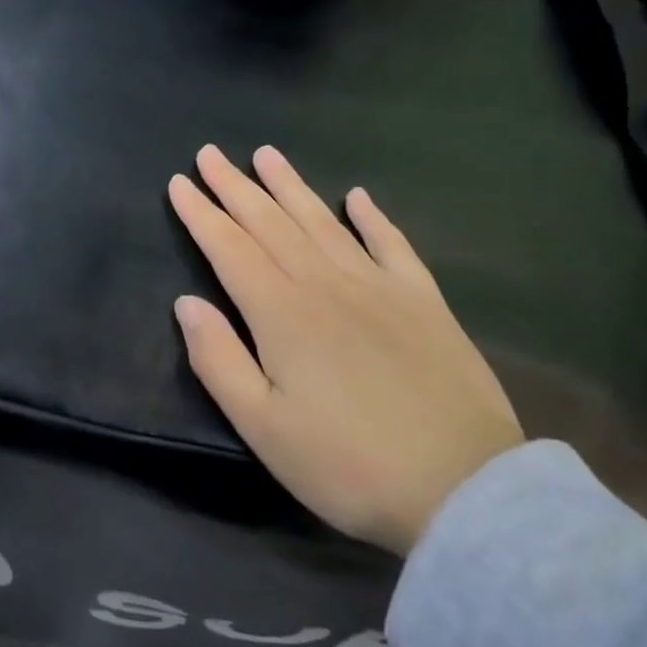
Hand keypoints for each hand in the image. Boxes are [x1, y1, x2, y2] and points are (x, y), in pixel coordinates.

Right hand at [168, 145, 522, 556]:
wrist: (468, 493)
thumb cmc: (350, 465)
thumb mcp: (263, 428)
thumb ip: (218, 361)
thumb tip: (186, 302)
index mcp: (281, 313)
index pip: (229, 247)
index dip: (201, 213)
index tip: (178, 182)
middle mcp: (324, 284)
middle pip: (269, 222)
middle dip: (234, 186)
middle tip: (209, 153)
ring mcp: (378, 287)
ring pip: (322, 221)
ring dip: (290, 185)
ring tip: (266, 154)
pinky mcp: (424, 302)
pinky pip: (392, 245)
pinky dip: (373, 217)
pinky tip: (357, 196)